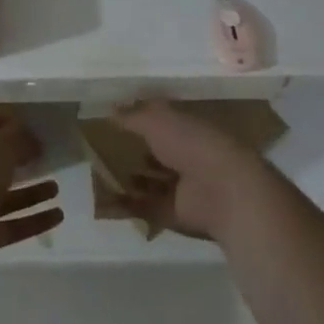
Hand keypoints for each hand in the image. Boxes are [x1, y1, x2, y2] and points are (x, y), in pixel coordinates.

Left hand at [0, 110, 62, 274]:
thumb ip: (19, 138)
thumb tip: (34, 140)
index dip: (7, 124)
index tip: (33, 126)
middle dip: (20, 160)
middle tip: (47, 156)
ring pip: (7, 196)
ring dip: (32, 192)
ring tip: (56, 187)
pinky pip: (14, 224)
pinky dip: (35, 220)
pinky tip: (58, 215)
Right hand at [105, 100, 279, 243]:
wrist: (223, 191)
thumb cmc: (191, 144)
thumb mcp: (156, 120)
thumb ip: (132, 116)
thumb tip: (110, 110)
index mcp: (187, 128)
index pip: (161, 121)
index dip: (140, 119)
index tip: (114, 119)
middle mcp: (186, 155)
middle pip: (156, 152)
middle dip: (133, 151)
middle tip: (102, 149)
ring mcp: (182, 186)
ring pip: (151, 181)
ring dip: (129, 179)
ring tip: (99, 174)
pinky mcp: (174, 213)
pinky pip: (144, 207)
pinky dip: (124, 205)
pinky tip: (101, 201)